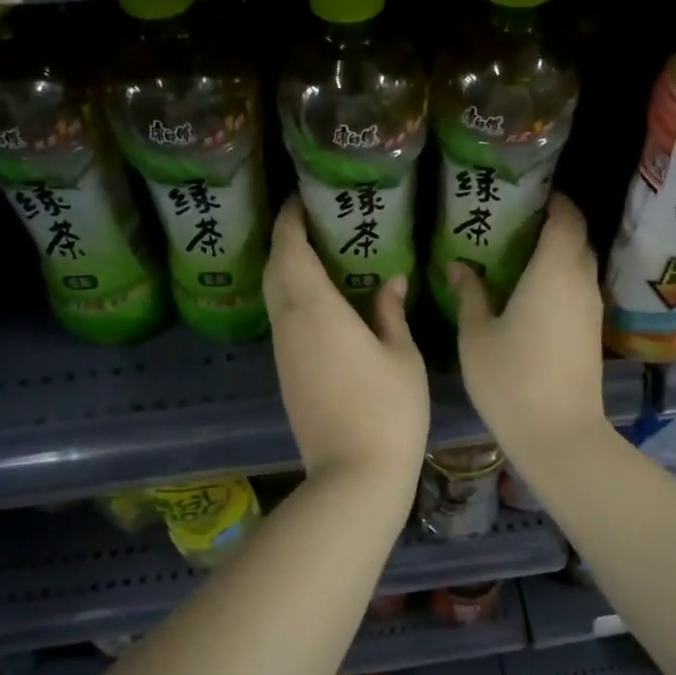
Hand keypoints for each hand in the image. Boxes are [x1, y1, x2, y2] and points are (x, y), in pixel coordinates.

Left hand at [265, 198, 428, 485]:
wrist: (354, 475)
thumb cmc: (389, 410)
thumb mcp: (401, 355)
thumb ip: (390, 313)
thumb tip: (390, 281)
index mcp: (316, 310)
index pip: (289, 251)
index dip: (289, 220)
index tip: (300, 199)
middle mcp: (289, 325)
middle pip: (273, 270)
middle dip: (285, 240)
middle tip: (311, 220)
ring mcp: (283, 353)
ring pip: (274, 297)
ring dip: (286, 269)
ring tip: (318, 252)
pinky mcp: (285, 375)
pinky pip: (282, 321)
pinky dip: (293, 298)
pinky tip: (320, 300)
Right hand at [444, 193, 606, 461]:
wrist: (559, 433)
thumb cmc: (510, 378)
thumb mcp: (477, 334)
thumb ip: (469, 293)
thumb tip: (456, 265)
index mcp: (554, 271)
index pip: (567, 218)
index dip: (555, 200)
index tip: (531, 193)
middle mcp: (580, 282)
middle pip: (577, 239)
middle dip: (554, 224)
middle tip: (516, 223)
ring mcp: (591, 309)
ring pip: (581, 266)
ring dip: (558, 254)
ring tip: (520, 255)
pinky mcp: (592, 332)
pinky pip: (579, 290)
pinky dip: (561, 279)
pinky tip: (532, 293)